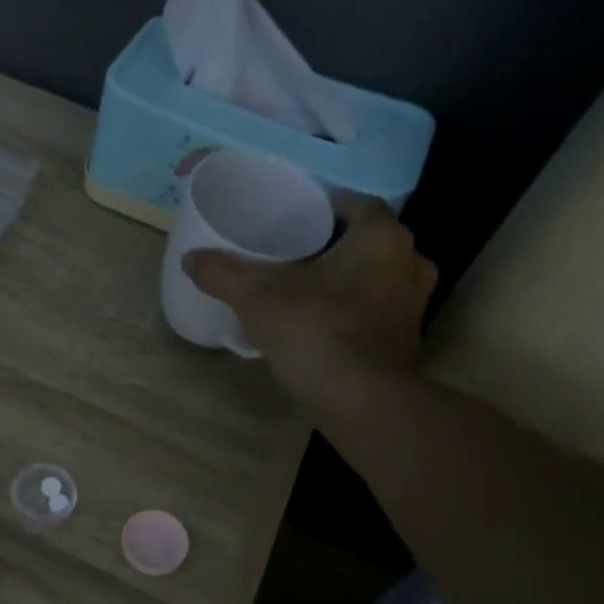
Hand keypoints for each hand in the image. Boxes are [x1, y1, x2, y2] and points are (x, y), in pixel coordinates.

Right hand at [182, 196, 437, 404]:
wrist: (359, 400)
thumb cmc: (314, 329)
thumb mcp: (256, 296)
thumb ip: (222, 272)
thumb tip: (190, 258)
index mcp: (382, 236)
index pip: (354, 203)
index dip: (323, 209)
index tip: (292, 222)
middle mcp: (410, 262)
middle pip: (365, 242)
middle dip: (331, 247)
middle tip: (292, 257)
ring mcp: (414, 306)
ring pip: (374, 279)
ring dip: (345, 282)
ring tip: (304, 292)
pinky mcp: (407, 342)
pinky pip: (377, 313)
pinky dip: (353, 313)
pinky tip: (321, 326)